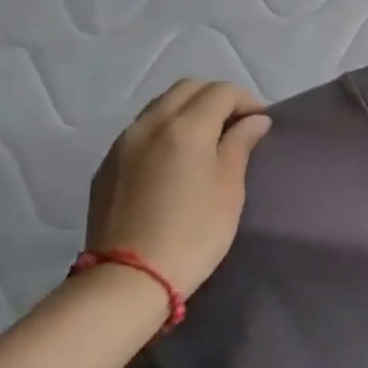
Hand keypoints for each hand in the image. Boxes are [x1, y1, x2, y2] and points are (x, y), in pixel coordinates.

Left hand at [85, 79, 271, 296]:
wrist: (129, 279)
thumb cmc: (194, 232)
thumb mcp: (230, 188)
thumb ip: (240, 144)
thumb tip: (254, 120)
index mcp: (186, 127)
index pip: (221, 91)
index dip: (246, 101)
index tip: (260, 124)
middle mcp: (150, 124)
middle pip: (188, 88)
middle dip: (216, 98)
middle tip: (235, 125)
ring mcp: (123, 144)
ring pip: (161, 105)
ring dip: (188, 110)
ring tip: (206, 140)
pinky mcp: (107, 165)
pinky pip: (141, 130)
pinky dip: (165, 129)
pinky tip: (175, 160)